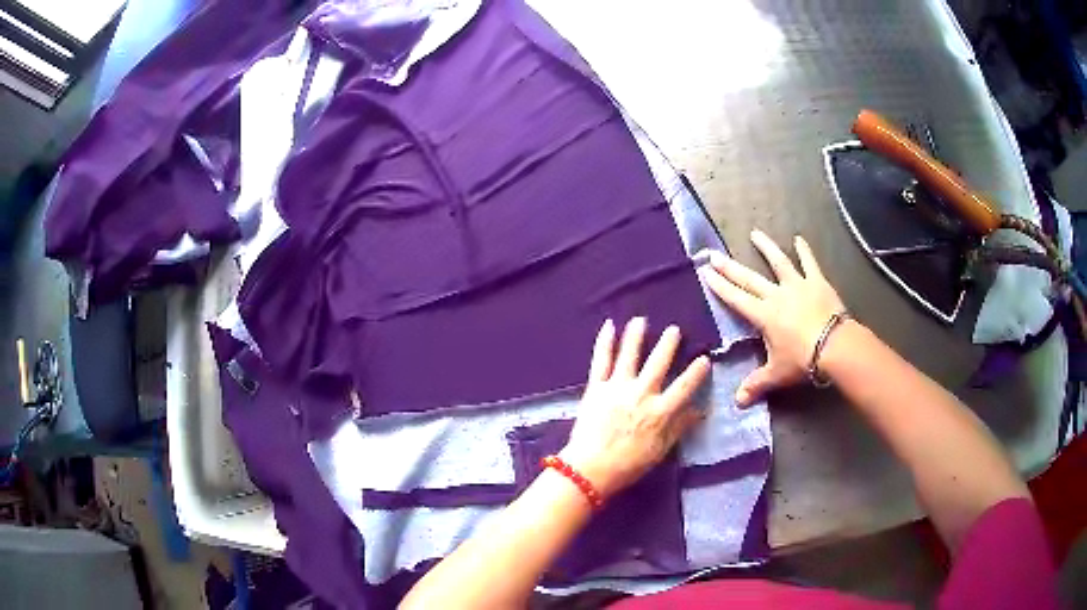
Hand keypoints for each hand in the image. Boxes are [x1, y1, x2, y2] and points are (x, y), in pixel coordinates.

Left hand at [560, 318, 709, 498]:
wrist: (589, 469)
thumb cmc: (628, 464)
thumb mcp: (660, 450)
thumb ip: (680, 427)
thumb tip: (701, 410)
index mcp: (660, 411)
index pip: (684, 387)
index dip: (696, 372)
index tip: (704, 359)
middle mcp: (641, 394)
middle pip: (658, 363)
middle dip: (668, 344)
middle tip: (674, 329)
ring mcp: (617, 388)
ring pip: (629, 355)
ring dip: (636, 335)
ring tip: (641, 320)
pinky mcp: (595, 388)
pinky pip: (601, 360)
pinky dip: (605, 342)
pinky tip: (609, 326)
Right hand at [699, 229, 845, 405]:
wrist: (835, 346)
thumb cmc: (802, 359)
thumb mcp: (777, 374)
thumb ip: (756, 384)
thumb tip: (737, 403)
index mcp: (763, 315)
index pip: (736, 299)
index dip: (720, 286)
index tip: (706, 273)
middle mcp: (776, 295)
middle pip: (749, 279)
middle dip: (730, 267)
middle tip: (714, 254)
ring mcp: (797, 285)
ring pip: (778, 262)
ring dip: (766, 248)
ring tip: (755, 234)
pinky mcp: (817, 282)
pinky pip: (810, 263)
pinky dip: (804, 250)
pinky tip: (798, 239)